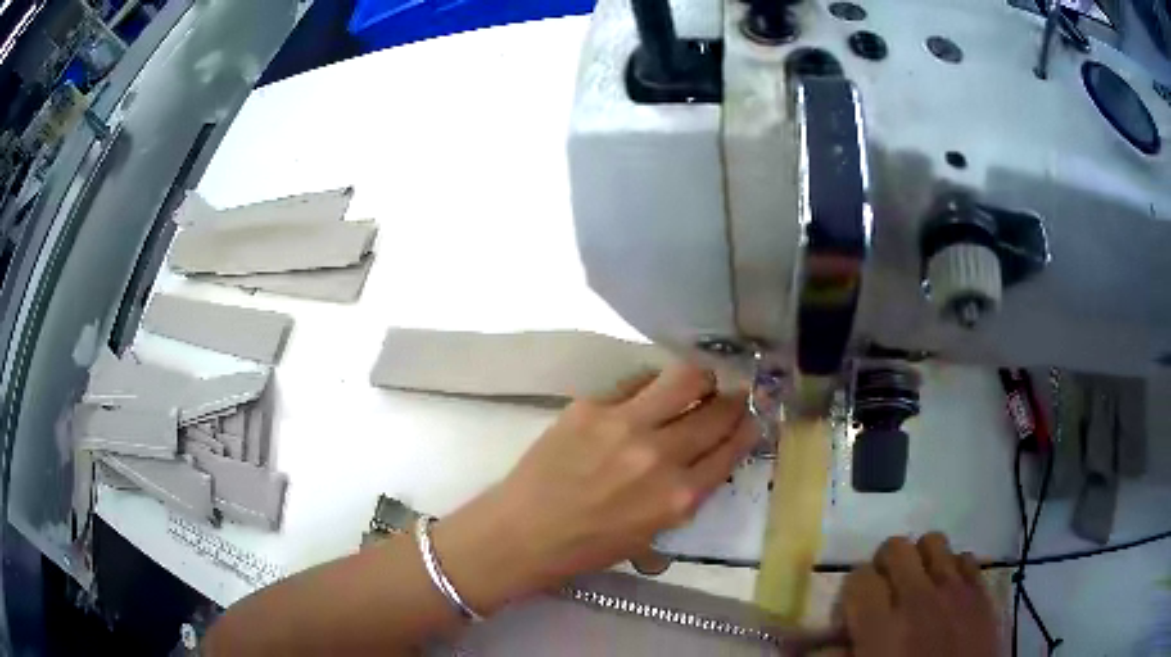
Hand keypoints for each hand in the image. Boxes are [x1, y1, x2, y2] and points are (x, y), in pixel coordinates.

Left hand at [433, 363, 756, 612]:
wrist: (524, 533)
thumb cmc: (589, 546)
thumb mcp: (654, 532)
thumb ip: (686, 494)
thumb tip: (707, 454)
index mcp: (679, 498)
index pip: (731, 449)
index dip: (746, 428)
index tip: (750, 418)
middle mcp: (660, 456)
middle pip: (717, 411)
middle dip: (732, 400)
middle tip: (729, 395)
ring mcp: (625, 425)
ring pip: (685, 378)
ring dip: (699, 379)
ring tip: (695, 384)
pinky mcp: (592, 406)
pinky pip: (637, 380)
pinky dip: (651, 385)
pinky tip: (647, 393)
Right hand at [837, 533, 999, 656]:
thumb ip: (834, 656)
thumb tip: (805, 642)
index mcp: (882, 627)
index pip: (858, 578)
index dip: (852, 592)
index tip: (855, 611)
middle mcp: (919, 598)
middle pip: (896, 547)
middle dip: (884, 566)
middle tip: (885, 592)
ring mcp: (956, 590)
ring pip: (933, 541)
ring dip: (921, 560)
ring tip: (918, 587)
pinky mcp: (983, 591)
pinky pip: (966, 557)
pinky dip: (953, 569)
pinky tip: (947, 594)